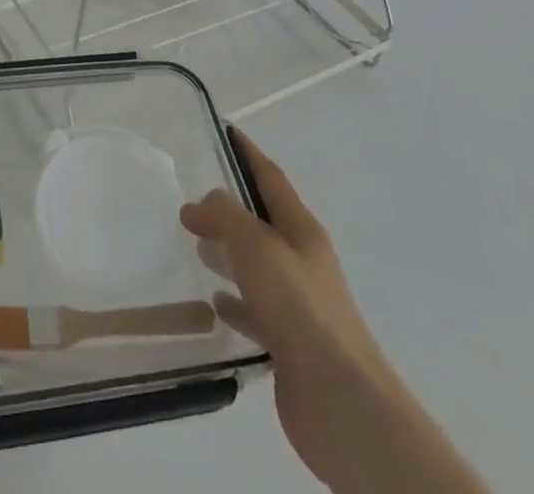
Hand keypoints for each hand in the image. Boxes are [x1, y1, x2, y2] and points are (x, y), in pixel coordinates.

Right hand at [180, 129, 489, 493]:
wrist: (341, 403)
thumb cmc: (300, 308)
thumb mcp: (256, 246)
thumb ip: (225, 216)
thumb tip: (199, 203)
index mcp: (301, 229)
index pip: (270, 177)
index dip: (247, 152)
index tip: (224, 130)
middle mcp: (302, 260)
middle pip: (262, 220)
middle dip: (230, 206)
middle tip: (192, 198)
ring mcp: (298, 303)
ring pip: (257, 265)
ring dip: (229, 252)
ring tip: (195, 246)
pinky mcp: (290, 342)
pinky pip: (255, 309)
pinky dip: (234, 300)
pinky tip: (213, 303)